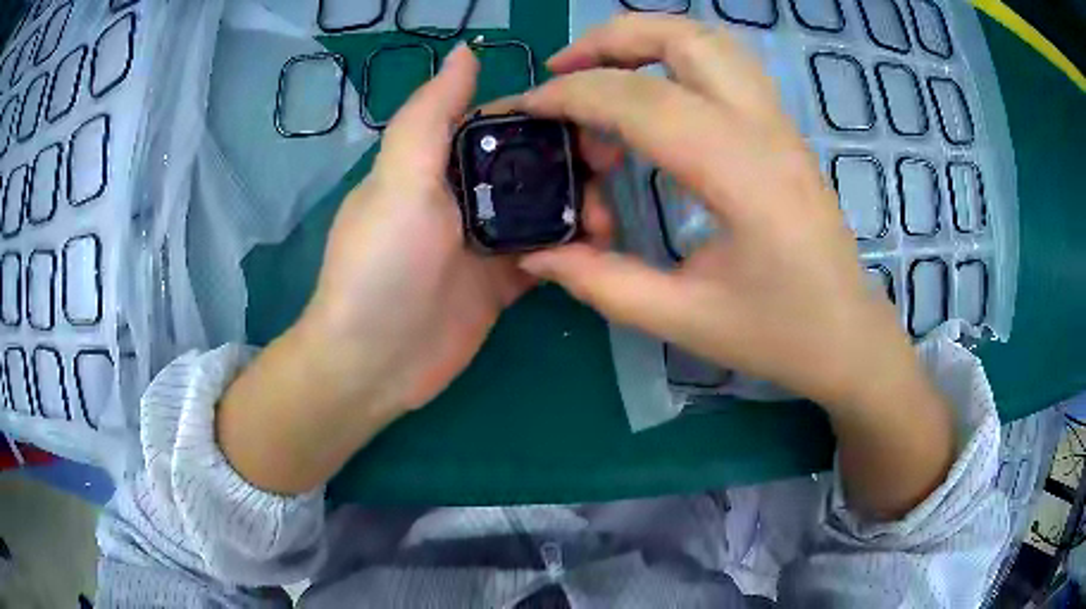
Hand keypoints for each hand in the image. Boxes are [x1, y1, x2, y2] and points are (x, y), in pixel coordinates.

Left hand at [217, 45, 616, 493]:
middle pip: (531, 164)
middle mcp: (464, 195)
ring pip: (545, 209)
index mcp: (438, 162)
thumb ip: (431, 114)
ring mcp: (485, 241)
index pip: (501, 122)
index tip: (591, 116)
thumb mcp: (399, 179)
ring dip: (580, 208)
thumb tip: (466, 50)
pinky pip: (548, 255)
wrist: (373, 363)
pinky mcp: (503, 283)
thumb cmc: (381, 264)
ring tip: (606, 220)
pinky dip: (573, 250)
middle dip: (573, 162)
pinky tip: (597, 249)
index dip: (544, 113)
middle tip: (611, 169)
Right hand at [516, 16, 952, 518]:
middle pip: (683, 39)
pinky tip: (653, 94)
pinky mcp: (783, 129)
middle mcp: (765, 130)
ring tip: (602, 73)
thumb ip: (603, 282)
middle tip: (561, 71)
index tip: (528, 108)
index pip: (642, 102)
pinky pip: (727, 64)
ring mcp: (780, 123)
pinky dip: (677, 58)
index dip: (573, 95)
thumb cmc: (779, 335)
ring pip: (710, 40)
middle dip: (609, 40)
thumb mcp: (683, 319)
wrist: (848, 336)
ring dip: (647, 39)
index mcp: (742, 176)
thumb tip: (538, 253)